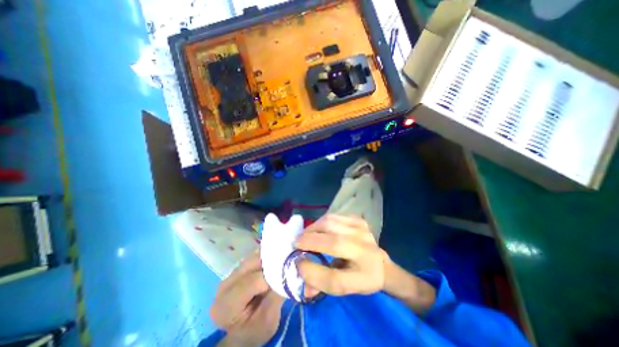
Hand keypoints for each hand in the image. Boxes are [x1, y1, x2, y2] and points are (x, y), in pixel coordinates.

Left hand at [210, 252, 282, 346]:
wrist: (244, 333)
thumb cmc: (256, 331)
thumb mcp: (269, 321)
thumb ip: (276, 296)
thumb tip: (288, 272)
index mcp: (226, 306)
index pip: (250, 282)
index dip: (270, 277)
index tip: (285, 277)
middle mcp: (224, 286)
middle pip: (250, 265)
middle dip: (270, 263)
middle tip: (286, 265)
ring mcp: (230, 275)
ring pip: (253, 258)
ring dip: (269, 258)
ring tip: (282, 262)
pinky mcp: (237, 270)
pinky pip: (253, 257)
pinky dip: (266, 257)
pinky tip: (275, 261)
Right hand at [294, 215, 385, 294]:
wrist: (379, 262)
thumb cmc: (359, 278)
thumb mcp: (342, 289)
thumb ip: (320, 283)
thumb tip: (299, 269)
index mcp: (364, 276)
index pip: (335, 277)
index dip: (312, 271)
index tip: (296, 263)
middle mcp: (365, 250)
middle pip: (334, 242)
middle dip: (309, 241)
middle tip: (296, 243)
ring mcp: (362, 230)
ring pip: (331, 223)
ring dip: (313, 229)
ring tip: (305, 235)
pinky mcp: (358, 219)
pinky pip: (333, 216)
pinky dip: (321, 222)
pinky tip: (318, 229)